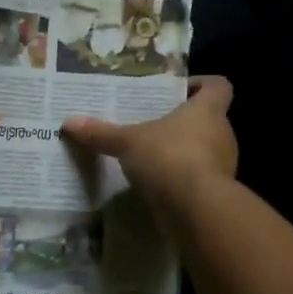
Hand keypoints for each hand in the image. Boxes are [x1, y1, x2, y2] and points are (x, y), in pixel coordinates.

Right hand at [62, 75, 237, 213]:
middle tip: (154, 125)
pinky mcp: (217, 192)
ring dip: (184, 152)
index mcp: (207, 110)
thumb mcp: (127, 142)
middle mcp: (222, 133)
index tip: (179, 90)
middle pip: (209, 119)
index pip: (218, 86)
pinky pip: (199, 178)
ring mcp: (224, 165)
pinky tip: (158, 185)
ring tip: (152, 156)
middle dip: (184, 122)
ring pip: (205, 150)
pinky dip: (182, 179)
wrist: (195, 209)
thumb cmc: (168, 158)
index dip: (201, 84)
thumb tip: (69, 122)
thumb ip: (101, 133)